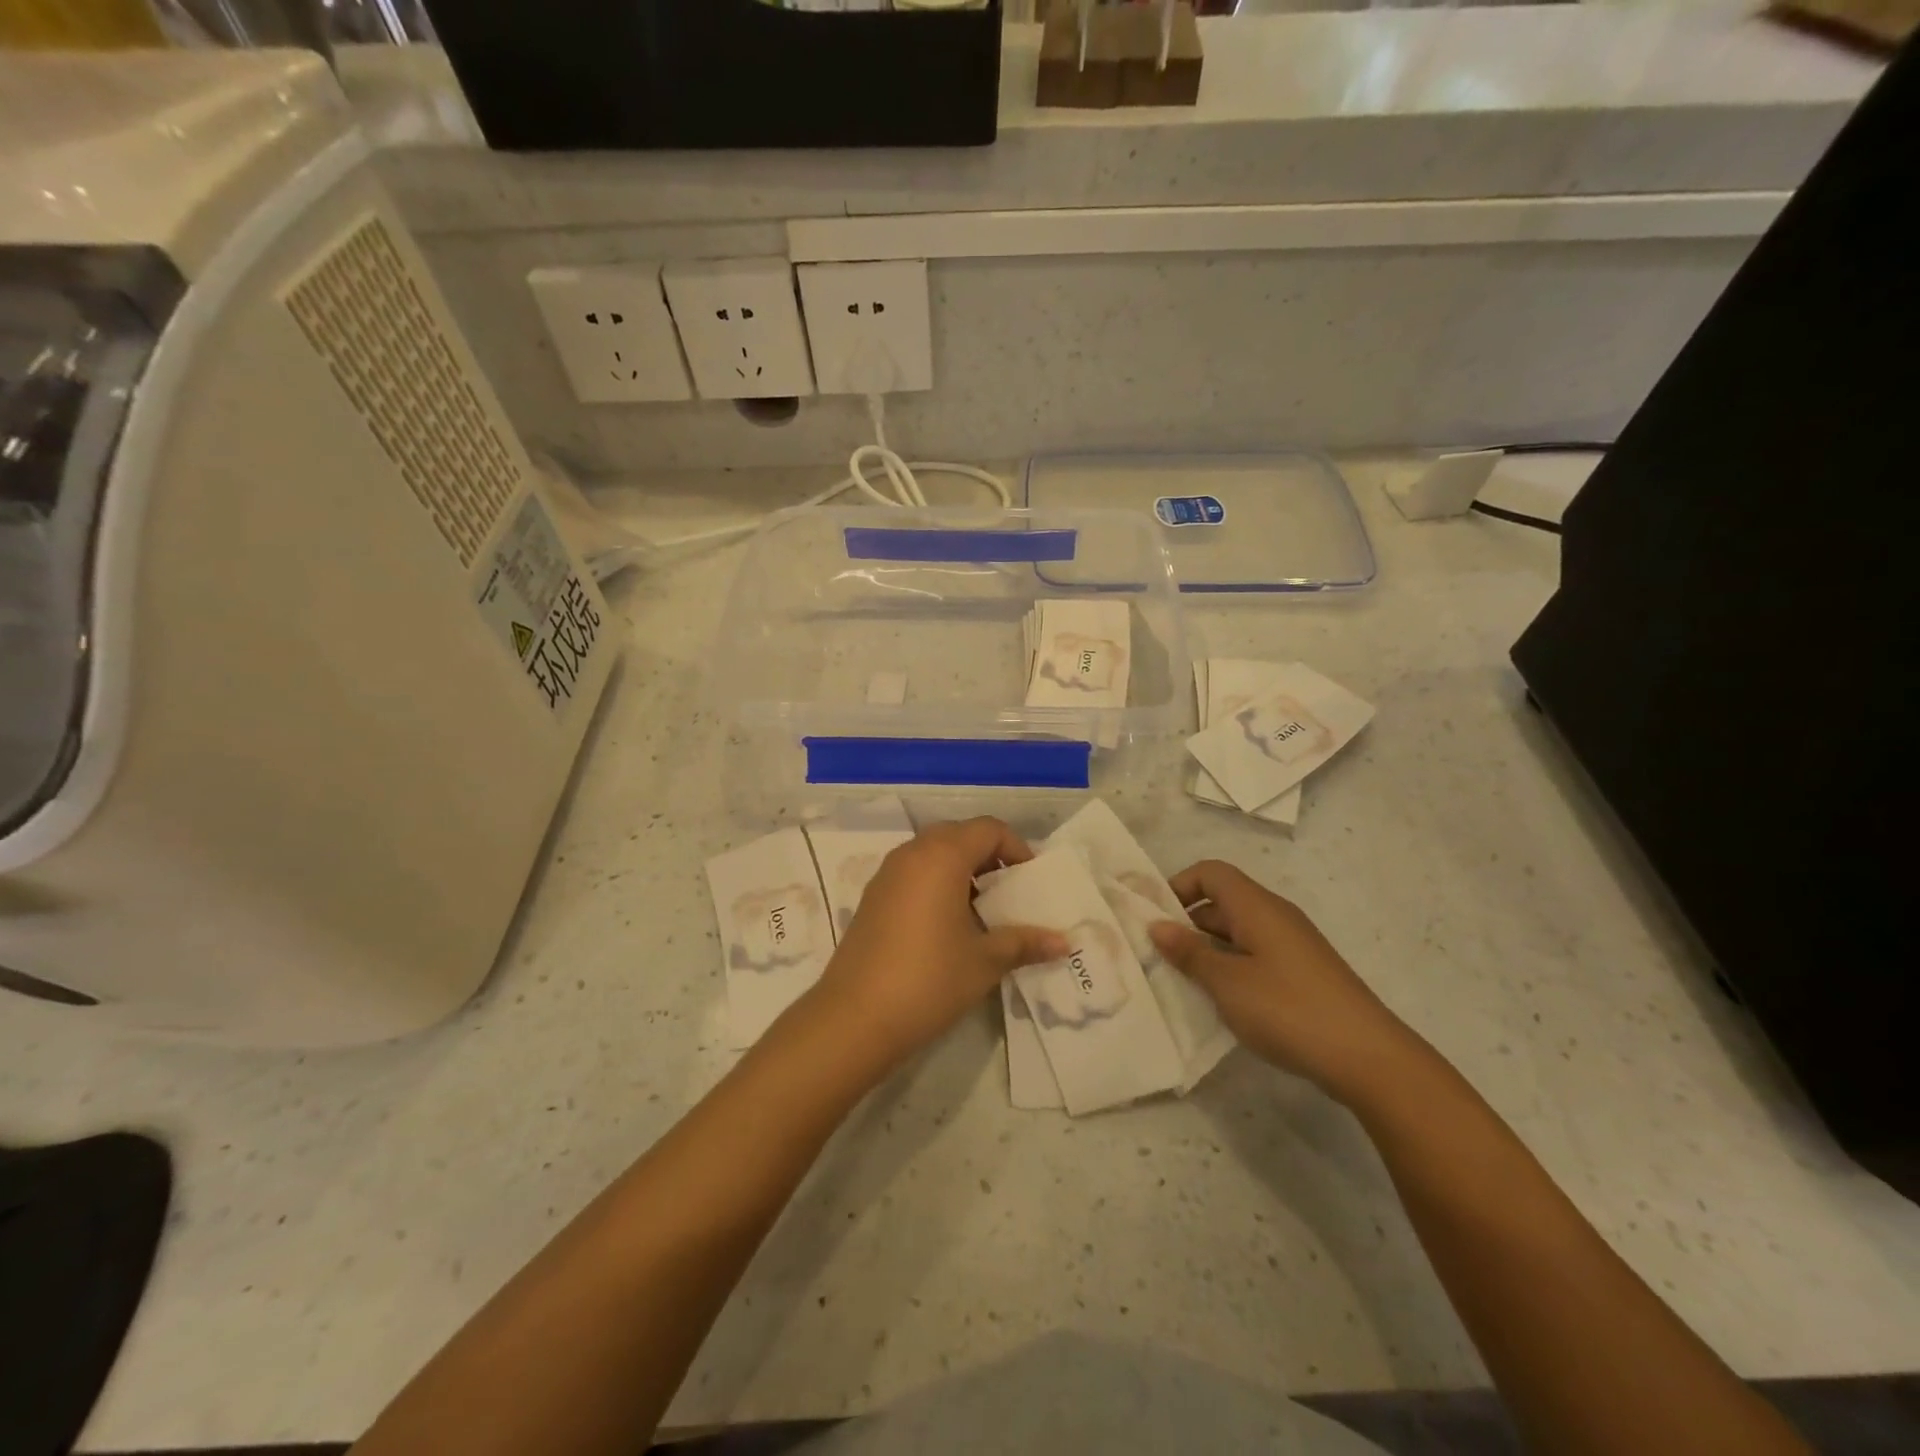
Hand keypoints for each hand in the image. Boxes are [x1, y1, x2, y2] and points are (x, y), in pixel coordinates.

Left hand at [804, 818, 1066, 1071]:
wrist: (855, 1018)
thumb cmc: (929, 979)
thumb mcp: (985, 961)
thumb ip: (1024, 942)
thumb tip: (1063, 942)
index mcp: (941, 856)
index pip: (988, 829)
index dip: (1016, 848)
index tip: (1030, 882)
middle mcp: (912, 854)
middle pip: (959, 835)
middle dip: (989, 857)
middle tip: (1009, 893)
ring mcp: (887, 874)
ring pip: (933, 854)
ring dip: (962, 871)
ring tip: (982, 913)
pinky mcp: (872, 898)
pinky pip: (914, 874)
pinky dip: (937, 884)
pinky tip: (948, 927)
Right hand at [1149, 860, 1425, 1105]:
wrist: (1369, 1058)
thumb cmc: (1288, 1009)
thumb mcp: (1227, 983)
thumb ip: (1189, 952)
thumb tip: (1156, 925)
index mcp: (1256, 906)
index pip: (1210, 872)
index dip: (1179, 886)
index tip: (1155, 919)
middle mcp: (1275, 916)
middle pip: (1222, 901)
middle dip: (1187, 922)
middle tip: (1158, 955)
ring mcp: (1292, 945)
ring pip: (1237, 931)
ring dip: (1207, 949)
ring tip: (1181, 981)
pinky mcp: (1302, 973)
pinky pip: (1255, 954)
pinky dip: (1231, 967)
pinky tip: (1220, 1000)